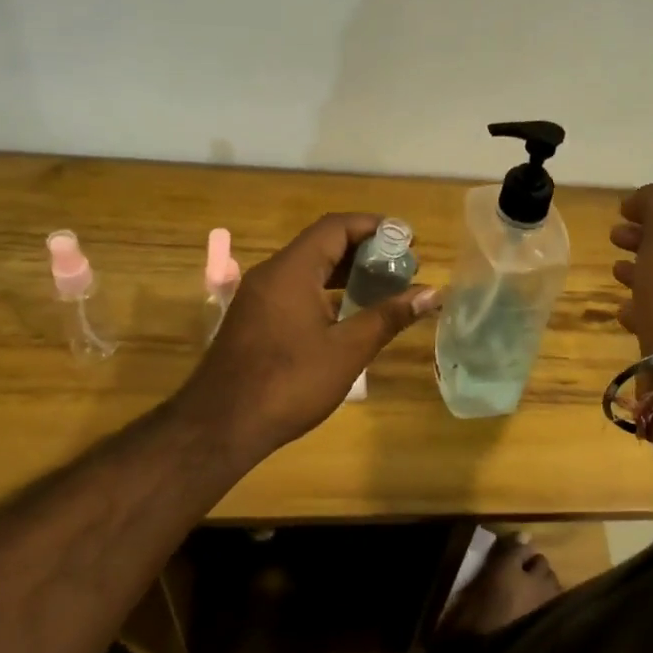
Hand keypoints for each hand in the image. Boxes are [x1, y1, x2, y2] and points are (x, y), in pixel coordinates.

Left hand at [178, 213, 438, 461]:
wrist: (221, 425)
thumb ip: (388, 316)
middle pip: (321, 244)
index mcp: (291, 270)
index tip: (407, 240)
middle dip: (364, 250)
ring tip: (382, 287)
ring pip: (307, 268)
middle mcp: (271, 274)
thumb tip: (432, 293)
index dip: (374, 227)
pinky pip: (294, 289)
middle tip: (402, 266)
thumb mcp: (347, 350)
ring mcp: (258, 297)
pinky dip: (324, 291)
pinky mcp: (254, 319)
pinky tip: (347, 314)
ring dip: (344, 272)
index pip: (336, 227)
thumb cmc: (289, 383)